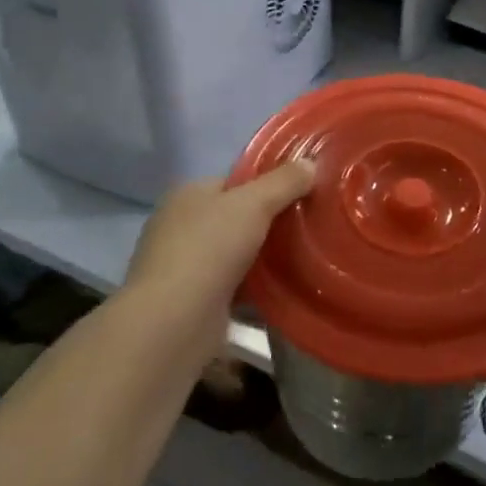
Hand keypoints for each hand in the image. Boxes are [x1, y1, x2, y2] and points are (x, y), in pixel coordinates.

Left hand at [125, 161, 315, 307]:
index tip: (303, 192)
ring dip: (266, 258)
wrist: (174, 323)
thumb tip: (311, 163)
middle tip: (311, 225)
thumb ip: (284, 182)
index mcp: (187, 196)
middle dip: (271, 223)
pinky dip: (258, 290)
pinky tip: (288, 290)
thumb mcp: (254, 203)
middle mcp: (181, 228)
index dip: (268, 184)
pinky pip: (236, 288)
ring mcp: (186, 268)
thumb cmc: (209, 249)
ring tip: (309, 257)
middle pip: (237, 219)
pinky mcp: (196, 303)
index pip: (234, 182)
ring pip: (238, 255)